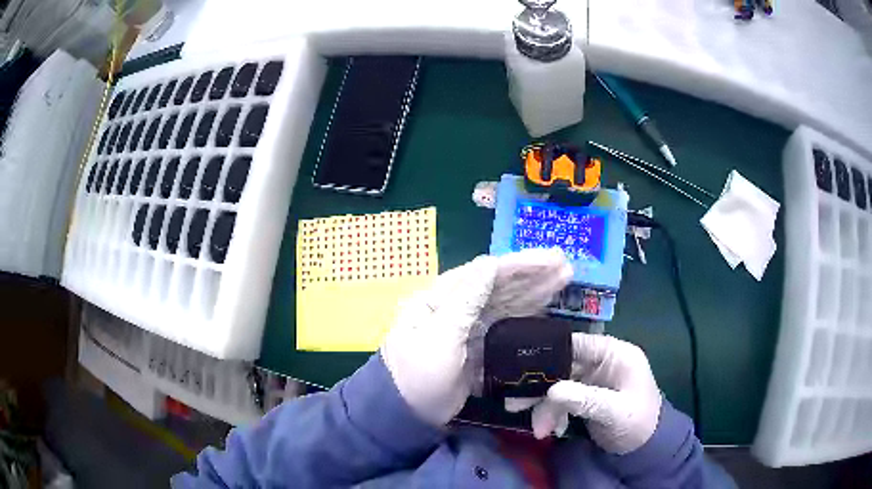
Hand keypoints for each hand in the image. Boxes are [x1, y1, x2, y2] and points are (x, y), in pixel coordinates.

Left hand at [380, 248, 572, 426]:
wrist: (407, 413)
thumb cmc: (418, 373)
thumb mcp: (439, 336)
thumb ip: (466, 300)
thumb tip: (489, 263)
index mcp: (441, 297)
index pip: (485, 273)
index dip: (519, 265)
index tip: (550, 260)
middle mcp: (457, 306)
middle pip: (500, 286)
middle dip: (533, 275)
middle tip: (566, 265)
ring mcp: (469, 328)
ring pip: (506, 304)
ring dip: (535, 292)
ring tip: (563, 279)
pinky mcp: (478, 347)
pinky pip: (506, 326)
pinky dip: (527, 317)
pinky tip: (546, 308)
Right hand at [518, 333, 662, 453]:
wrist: (646, 447)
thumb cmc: (638, 423)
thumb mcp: (616, 412)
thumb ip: (586, 399)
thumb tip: (552, 391)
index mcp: (614, 354)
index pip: (576, 344)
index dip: (549, 354)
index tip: (522, 370)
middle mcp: (601, 361)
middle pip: (562, 366)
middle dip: (541, 388)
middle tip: (516, 405)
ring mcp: (592, 379)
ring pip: (558, 386)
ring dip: (545, 407)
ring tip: (539, 430)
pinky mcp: (585, 396)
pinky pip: (561, 400)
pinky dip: (553, 414)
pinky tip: (551, 429)